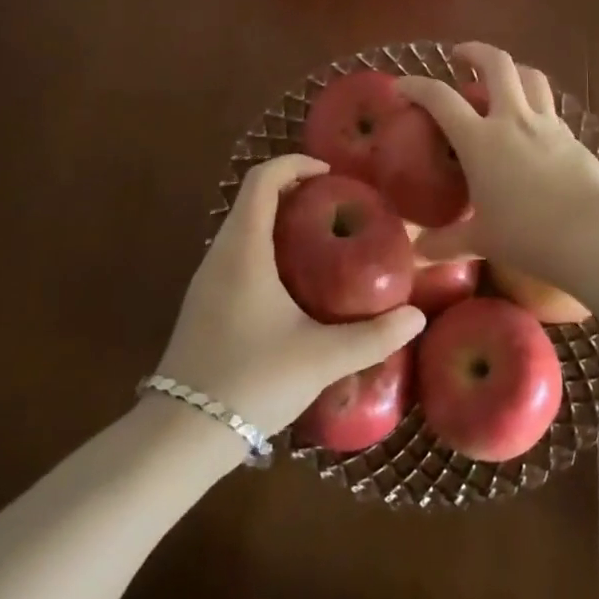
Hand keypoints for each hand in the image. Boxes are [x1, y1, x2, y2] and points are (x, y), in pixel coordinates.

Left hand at [153, 153, 425, 438]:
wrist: (182, 434)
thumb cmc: (251, 380)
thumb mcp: (320, 358)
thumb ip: (372, 337)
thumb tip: (416, 317)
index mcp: (244, 249)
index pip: (261, 179)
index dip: (294, 164)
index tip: (330, 173)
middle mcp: (220, 253)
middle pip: (252, 198)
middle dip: (292, 189)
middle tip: (336, 204)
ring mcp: (207, 279)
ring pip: (242, 226)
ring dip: (277, 219)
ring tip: (321, 238)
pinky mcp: (203, 303)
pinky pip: (236, 253)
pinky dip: (265, 246)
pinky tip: (293, 281)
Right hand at [396, 42, 598, 273]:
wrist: (593, 235)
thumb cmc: (526, 234)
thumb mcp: (481, 240)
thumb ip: (447, 242)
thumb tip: (418, 253)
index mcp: (480, 140)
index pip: (440, 99)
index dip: (417, 86)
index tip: (401, 85)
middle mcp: (513, 120)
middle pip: (496, 65)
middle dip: (475, 51)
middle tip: (461, 55)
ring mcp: (547, 125)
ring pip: (531, 77)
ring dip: (512, 69)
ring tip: (502, 78)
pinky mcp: (573, 138)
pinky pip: (550, 109)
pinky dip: (535, 105)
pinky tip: (531, 126)